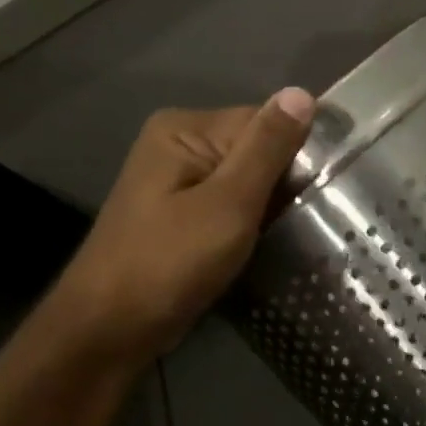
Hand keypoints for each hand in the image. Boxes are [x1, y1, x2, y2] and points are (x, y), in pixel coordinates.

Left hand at [47, 90, 314, 366]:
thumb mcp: (229, 202)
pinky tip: (265, 241)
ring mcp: (177, 179)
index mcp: (185, 128)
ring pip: (248, 177)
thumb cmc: (169, 263)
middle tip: (307, 217)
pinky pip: (232, 201)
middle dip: (284, 180)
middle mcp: (178, 143)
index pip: (266, 121)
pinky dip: (252, 218)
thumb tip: (302, 92)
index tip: (320, 191)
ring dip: (271, 203)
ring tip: (291, 232)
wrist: (106, 334)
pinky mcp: (181, 212)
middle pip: (257, 146)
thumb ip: (267, 147)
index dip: (297, 153)